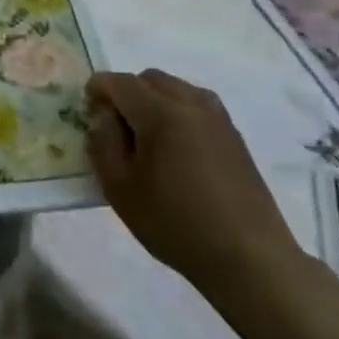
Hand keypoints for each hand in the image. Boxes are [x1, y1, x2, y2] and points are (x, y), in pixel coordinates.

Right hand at [85, 68, 299, 295]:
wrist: (250, 259)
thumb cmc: (176, 224)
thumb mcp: (120, 189)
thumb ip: (102, 143)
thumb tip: (102, 116)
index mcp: (160, 112)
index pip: (118, 82)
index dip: (97, 91)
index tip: (88, 115)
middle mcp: (191, 103)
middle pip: (148, 78)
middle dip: (126, 93)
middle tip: (117, 129)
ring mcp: (217, 118)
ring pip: (176, 88)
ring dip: (154, 100)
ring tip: (148, 138)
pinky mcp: (234, 136)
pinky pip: (197, 105)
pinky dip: (178, 112)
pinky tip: (177, 150)